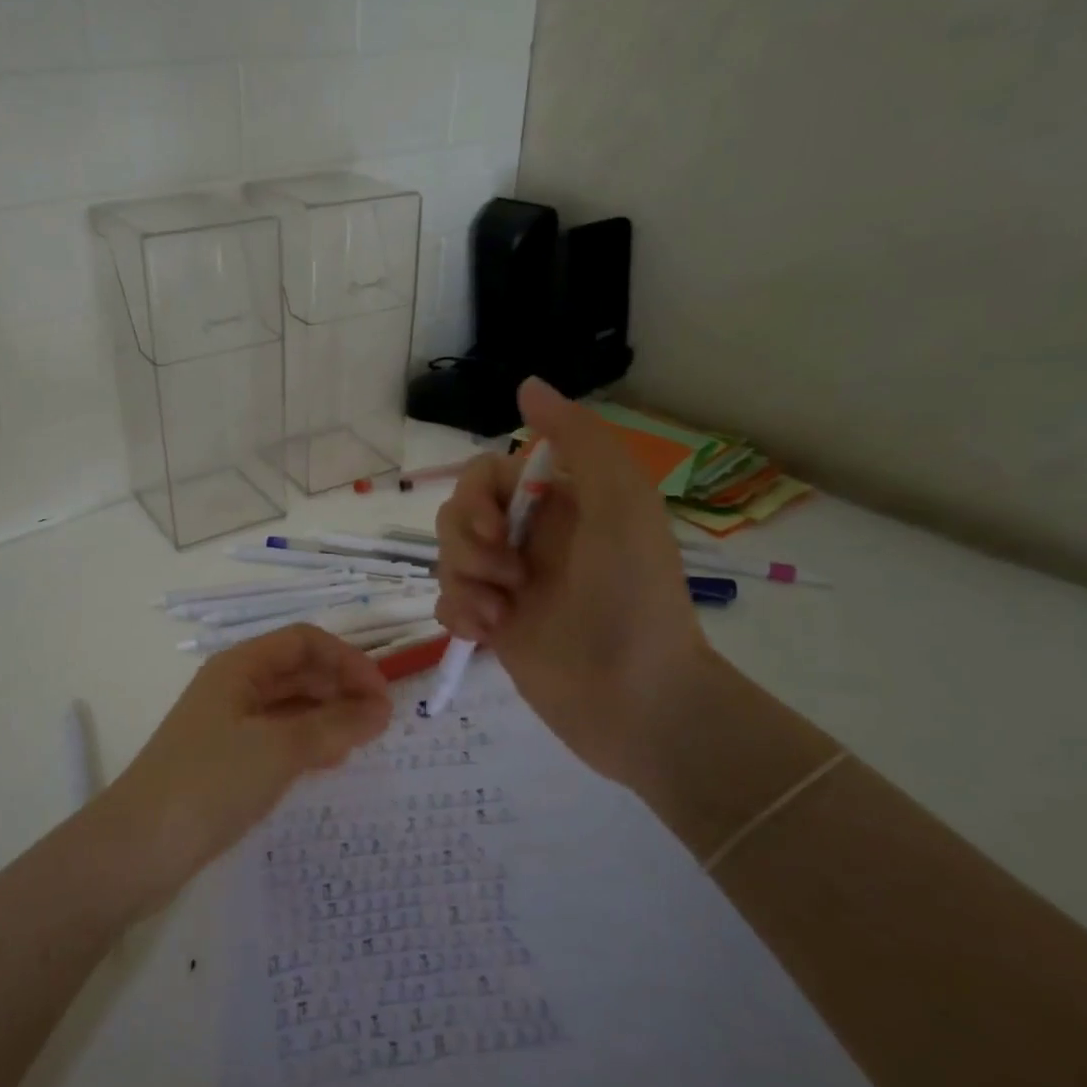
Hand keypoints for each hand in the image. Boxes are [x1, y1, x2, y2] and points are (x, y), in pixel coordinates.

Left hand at [101, 624, 391, 902]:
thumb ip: (334, 726)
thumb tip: (381, 710)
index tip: (381, 695)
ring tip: (361, 743)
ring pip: (289, 705)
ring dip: (327, 716)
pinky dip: (307, 742)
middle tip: (380, 724)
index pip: (305, 641)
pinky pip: (277, 737)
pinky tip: (328, 763)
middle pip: (298, 670)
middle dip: (341, 688)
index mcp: (239, 666)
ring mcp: (227, 724)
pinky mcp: (225, 760)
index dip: (347, 660)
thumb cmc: (209, 783)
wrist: (137, 849)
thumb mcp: (278, 750)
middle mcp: (233, 686)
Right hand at [434, 377, 712, 787]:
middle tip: (508, 577)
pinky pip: (447, 603)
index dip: (477, 499)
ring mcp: (509, 585)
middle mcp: (529, 538)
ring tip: (500, 615)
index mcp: (558, 504)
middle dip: (468, 545)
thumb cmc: (633, 597)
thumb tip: (526, 385)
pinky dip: (457, 614)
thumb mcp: (621, 503)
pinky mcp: (494, 627)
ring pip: (448, 559)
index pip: (486, 476)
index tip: (498, 531)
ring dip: (463, 582)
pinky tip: (487, 635)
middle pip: (457, 516)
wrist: (639, 701)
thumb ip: (578, 439)